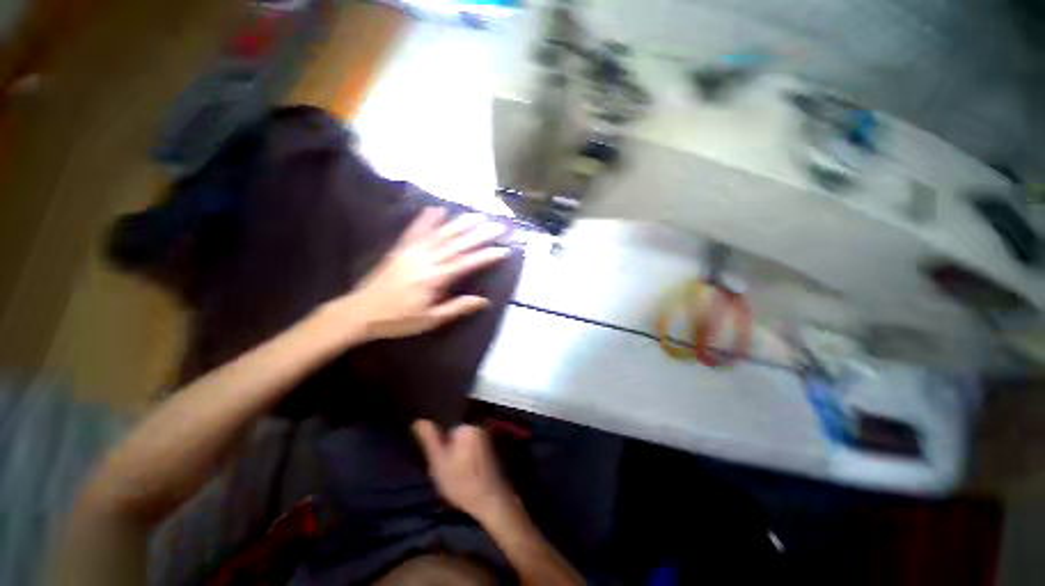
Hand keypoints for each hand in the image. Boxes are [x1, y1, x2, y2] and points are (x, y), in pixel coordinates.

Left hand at [335, 207, 510, 340]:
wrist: (361, 312)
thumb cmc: (399, 319)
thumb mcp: (431, 319)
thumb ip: (458, 307)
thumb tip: (484, 301)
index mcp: (435, 278)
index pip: (466, 263)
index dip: (486, 256)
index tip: (504, 249)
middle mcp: (426, 260)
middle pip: (457, 244)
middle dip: (479, 235)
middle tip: (497, 226)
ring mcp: (412, 251)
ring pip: (440, 234)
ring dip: (460, 223)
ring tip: (476, 215)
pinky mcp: (401, 249)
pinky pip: (416, 231)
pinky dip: (427, 219)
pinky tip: (437, 209)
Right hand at [413, 419, 515, 523]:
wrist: (489, 501)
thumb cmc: (461, 482)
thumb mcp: (438, 462)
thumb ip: (430, 439)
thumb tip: (418, 421)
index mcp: (466, 427)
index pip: (446, 431)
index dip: (440, 448)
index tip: (441, 465)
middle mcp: (479, 428)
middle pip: (456, 437)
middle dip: (451, 452)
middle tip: (449, 473)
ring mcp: (487, 439)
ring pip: (464, 445)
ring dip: (459, 458)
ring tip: (457, 477)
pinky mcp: (491, 452)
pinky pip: (474, 452)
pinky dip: (469, 462)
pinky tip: (467, 477)